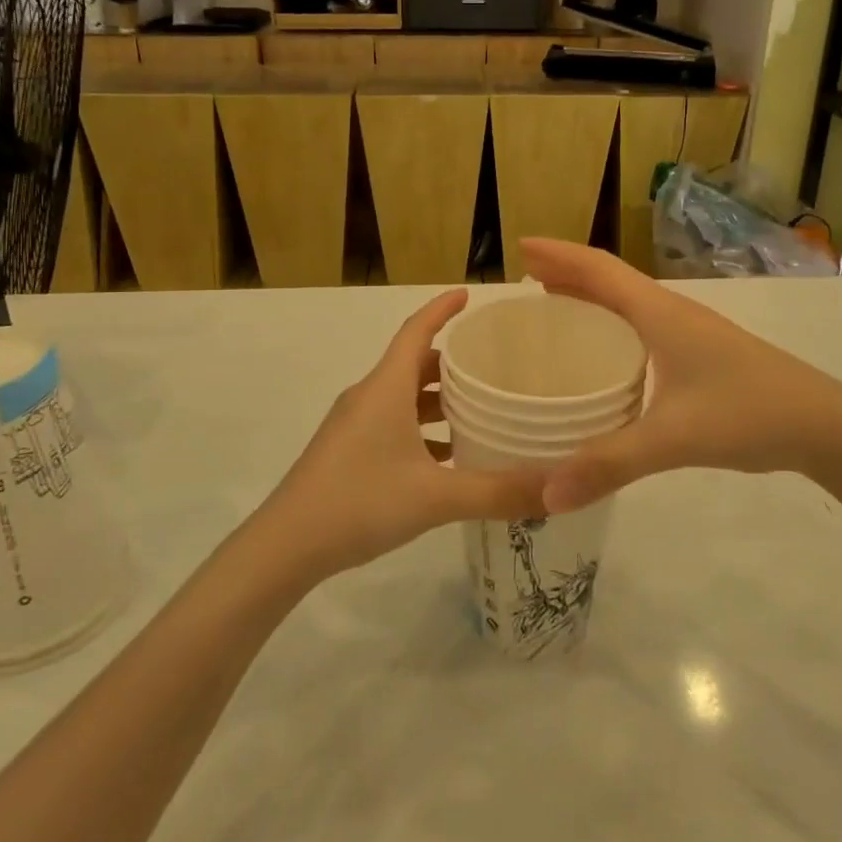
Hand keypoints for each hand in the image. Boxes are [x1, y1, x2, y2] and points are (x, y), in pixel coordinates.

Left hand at [256, 290, 549, 579]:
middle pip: (414, 363)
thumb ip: (496, 492)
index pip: (416, 330)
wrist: (286, 546)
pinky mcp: (348, 450)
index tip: (470, 295)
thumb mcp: (435, 497)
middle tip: (495, 363)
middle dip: (452, 360)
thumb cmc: (359, 503)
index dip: (443, 309)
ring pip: (403, 396)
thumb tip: (556, 487)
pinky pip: (393, 423)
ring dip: (438, 397)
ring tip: (481, 408)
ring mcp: (354, 424)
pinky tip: (449, 455)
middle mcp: (369, 396)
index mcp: (386, 388)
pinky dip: (423, 428)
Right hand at [519, 239, 841, 511]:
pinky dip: (612, 323)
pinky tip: (605, 351)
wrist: (825, 425)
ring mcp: (689, 332)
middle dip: (566, 272)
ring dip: (589, 295)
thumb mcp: (675, 438)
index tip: (520, 247)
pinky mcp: (700, 354)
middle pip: (610, 279)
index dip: (559, 255)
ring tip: (554, 305)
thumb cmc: (748, 413)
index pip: (600, 269)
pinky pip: (642, 324)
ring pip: (628, 301)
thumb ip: (610, 463)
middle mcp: (671, 312)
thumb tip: (545, 494)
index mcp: (660, 313)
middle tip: (524, 278)